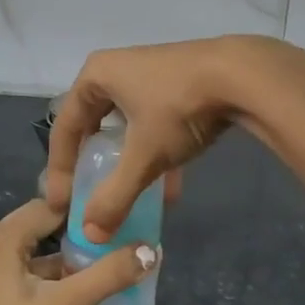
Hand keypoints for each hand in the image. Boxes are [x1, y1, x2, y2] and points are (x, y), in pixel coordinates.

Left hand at [0, 200, 156, 304]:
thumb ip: (107, 276)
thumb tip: (151, 249)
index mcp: (3, 238)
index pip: (50, 205)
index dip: (85, 209)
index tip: (119, 214)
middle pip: (42, 229)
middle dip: (79, 237)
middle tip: (120, 242)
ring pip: (34, 256)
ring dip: (66, 263)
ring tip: (107, 270)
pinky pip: (24, 277)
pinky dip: (50, 282)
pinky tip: (76, 299)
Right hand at [46, 37, 283, 241]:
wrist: (243, 76)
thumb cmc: (178, 109)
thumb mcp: (143, 156)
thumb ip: (115, 196)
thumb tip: (89, 235)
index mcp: (95, 76)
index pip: (65, 127)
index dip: (60, 169)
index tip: (62, 204)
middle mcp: (117, 69)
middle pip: (94, 125)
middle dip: (94, 165)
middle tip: (91, 197)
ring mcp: (150, 74)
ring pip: (128, 126)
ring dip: (129, 164)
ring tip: (131, 199)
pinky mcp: (180, 83)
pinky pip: (156, 123)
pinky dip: (158, 154)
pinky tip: (170, 189)